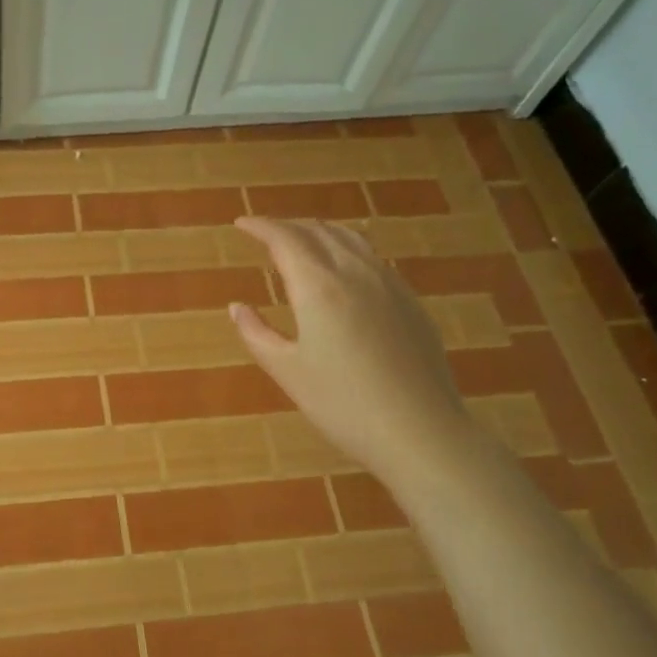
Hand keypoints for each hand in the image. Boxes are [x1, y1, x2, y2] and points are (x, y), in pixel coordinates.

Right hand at [230, 217, 475, 478]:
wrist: (420, 432)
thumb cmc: (343, 405)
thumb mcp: (288, 372)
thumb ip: (256, 333)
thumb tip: (236, 307)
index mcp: (318, 287)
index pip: (285, 239)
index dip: (260, 226)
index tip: (242, 224)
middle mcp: (355, 273)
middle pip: (318, 231)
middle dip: (288, 226)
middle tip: (266, 232)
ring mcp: (389, 285)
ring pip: (351, 239)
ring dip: (320, 231)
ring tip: (303, 239)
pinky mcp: (411, 302)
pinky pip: (374, 258)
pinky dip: (348, 248)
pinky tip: (346, 266)